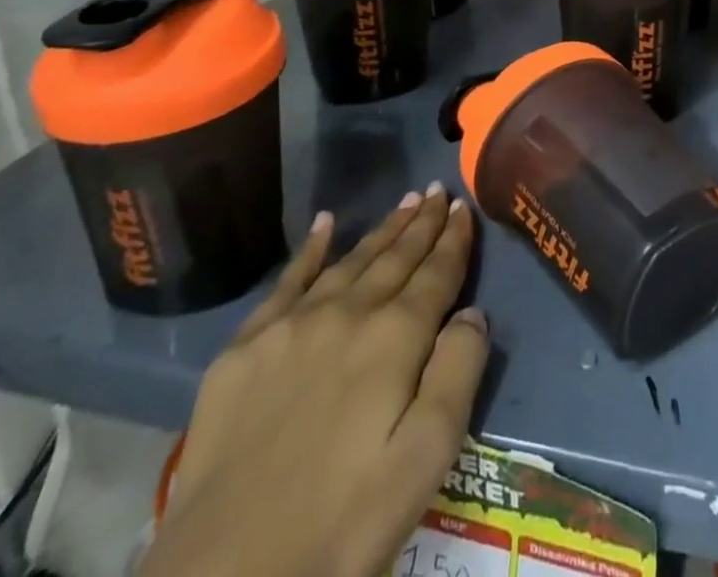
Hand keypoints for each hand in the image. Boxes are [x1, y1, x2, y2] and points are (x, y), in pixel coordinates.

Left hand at [144, 187, 488, 576]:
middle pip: (395, 258)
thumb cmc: (342, 526)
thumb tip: (473, 313)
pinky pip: (286, 281)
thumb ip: (457, 375)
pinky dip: (310, 249)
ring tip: (406, 201)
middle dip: (422, 223)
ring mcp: (290, 326)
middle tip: (439, 191)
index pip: (436, 274)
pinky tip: (324, 224)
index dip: (454, 240)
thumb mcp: (424, 462)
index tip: (464, 208)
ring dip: (382, 230)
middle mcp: (347, 314)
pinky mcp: (243, 350)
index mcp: (394, 339)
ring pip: (350, 262)